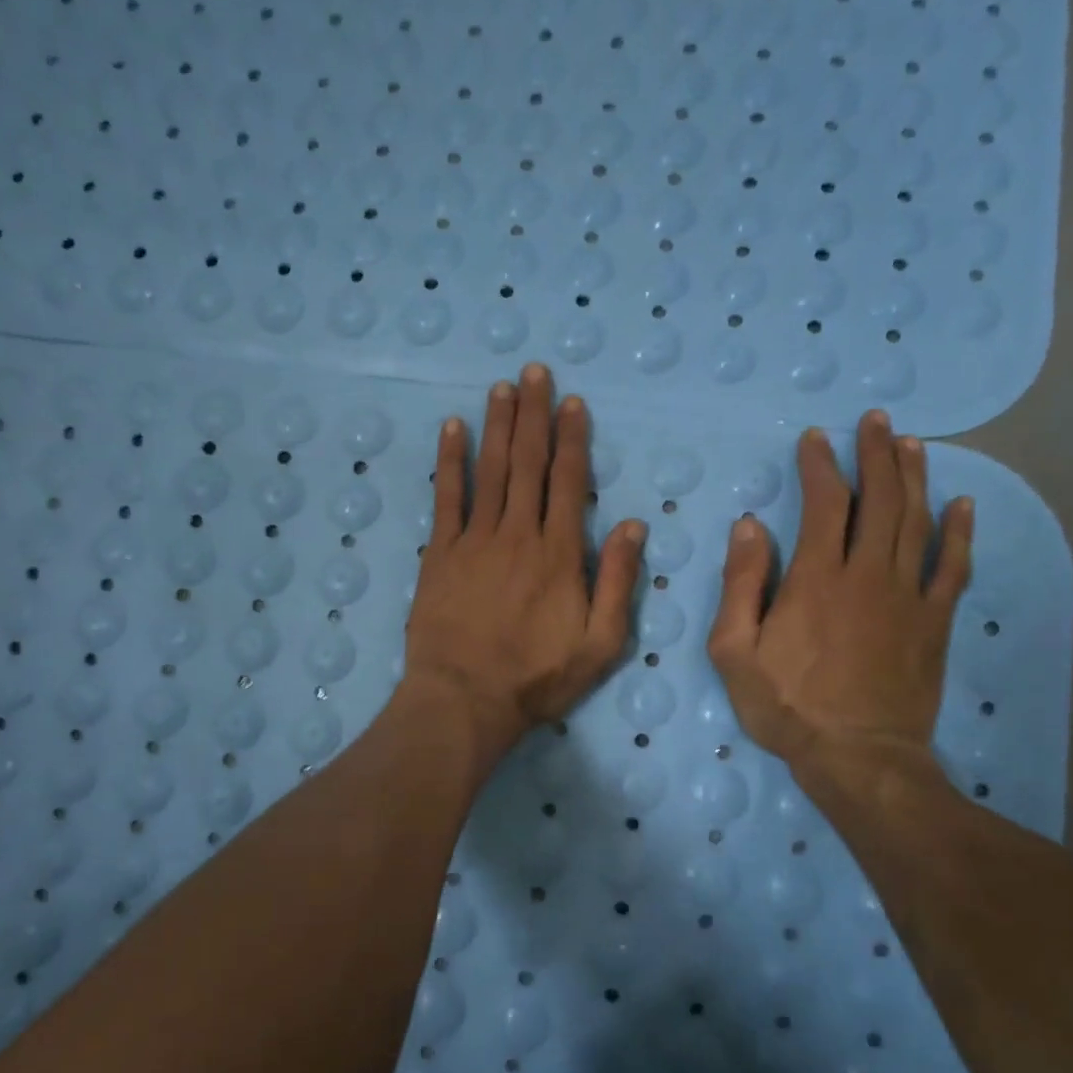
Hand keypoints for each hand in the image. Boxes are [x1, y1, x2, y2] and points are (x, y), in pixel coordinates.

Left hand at [402, 363, 645, 763]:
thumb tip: (632, 524)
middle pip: (527, 463)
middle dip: (533, 415)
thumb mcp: (601, 644)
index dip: (571, 438)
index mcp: (559, 554)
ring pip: (490, 470)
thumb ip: (617, 581)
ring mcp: (475, 540)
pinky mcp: (440, 554)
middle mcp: (518, 534)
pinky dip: (450, 461)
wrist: (465, 700)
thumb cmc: (537, 678)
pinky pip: (446, 497)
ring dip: (497, 425)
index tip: (572, 402)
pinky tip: (453, 428)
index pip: (567, 481)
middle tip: (534, 372)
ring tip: (502, 386)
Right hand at [707, 411, 973, 792]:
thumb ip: (741, 585)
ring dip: (914, 478)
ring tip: (911, 444)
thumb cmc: (787, 705)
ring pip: (918, 522)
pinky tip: (962, 505)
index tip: (815, 438)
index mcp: (817, 578)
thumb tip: (750, 527)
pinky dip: (959, 532)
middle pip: (880, 499)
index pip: (825, 504)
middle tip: (875, 421)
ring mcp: (909, 596)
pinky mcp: (934, 622)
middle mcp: (868, 574)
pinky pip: (953, 567)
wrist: (858, 757)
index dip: (820, 465)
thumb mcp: (735, 651)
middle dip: (876, 454)